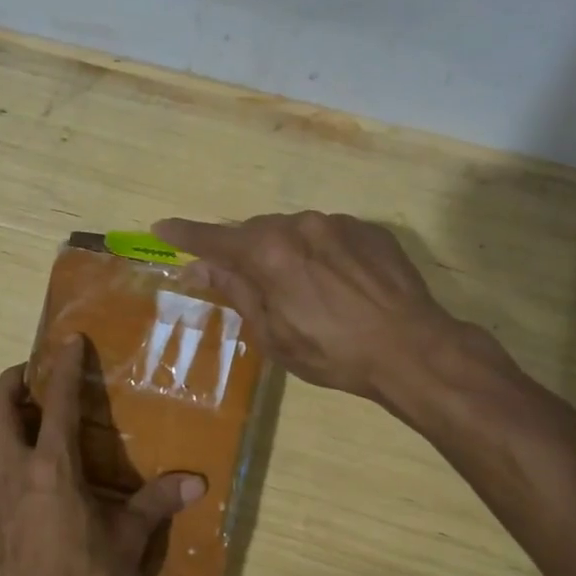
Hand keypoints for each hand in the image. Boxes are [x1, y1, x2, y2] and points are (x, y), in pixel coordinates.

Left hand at [0, 340, 203, 575]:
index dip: (64, 367)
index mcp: (53, 466)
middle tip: (27, 377)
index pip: (59, 402)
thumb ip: (157, 504)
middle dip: (10, 383)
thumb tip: (198, 482)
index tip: (69, 342)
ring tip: (12, 422)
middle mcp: (13, 469)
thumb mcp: (127, 540)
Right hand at [153, 212, 473, 401]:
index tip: (162, 227)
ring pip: (293, 230)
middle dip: (242, 251)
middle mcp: (299, 225)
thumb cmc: (333, 353)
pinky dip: (319, 251)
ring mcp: (338, 223)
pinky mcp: (369, 229)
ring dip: (284, 251)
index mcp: (269, 253)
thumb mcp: (274, 334)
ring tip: (300, 288)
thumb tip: (199, 267)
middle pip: (255, 232)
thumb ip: (236, 291)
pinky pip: (329, 234)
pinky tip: (335, 282)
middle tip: (240, 278)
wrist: (414, 349)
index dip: (185, 234)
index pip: (214, 240)